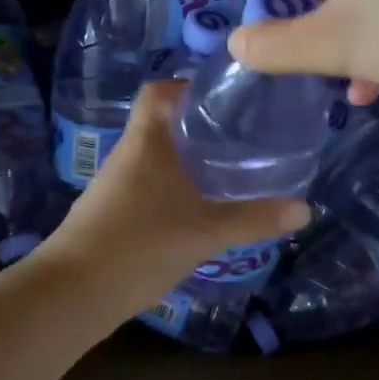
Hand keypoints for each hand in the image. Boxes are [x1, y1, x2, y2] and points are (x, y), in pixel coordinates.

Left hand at [47, 82, 309, 308]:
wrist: (73, 294)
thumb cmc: (139, 246)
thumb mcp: (205, 232)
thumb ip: (254, 219)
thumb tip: (305, 209)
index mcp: (146, 142)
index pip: (159, 91)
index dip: (188, 86)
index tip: (226, 98)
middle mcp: (129, 155)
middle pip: (164, 124)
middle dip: (202, 126)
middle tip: (244, 134)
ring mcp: (118, 185)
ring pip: (158, 158)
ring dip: (190, 160)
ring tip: (232, 169)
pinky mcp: (115, 213)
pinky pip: (151, 186)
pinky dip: (177, 188)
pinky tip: (203, 207)